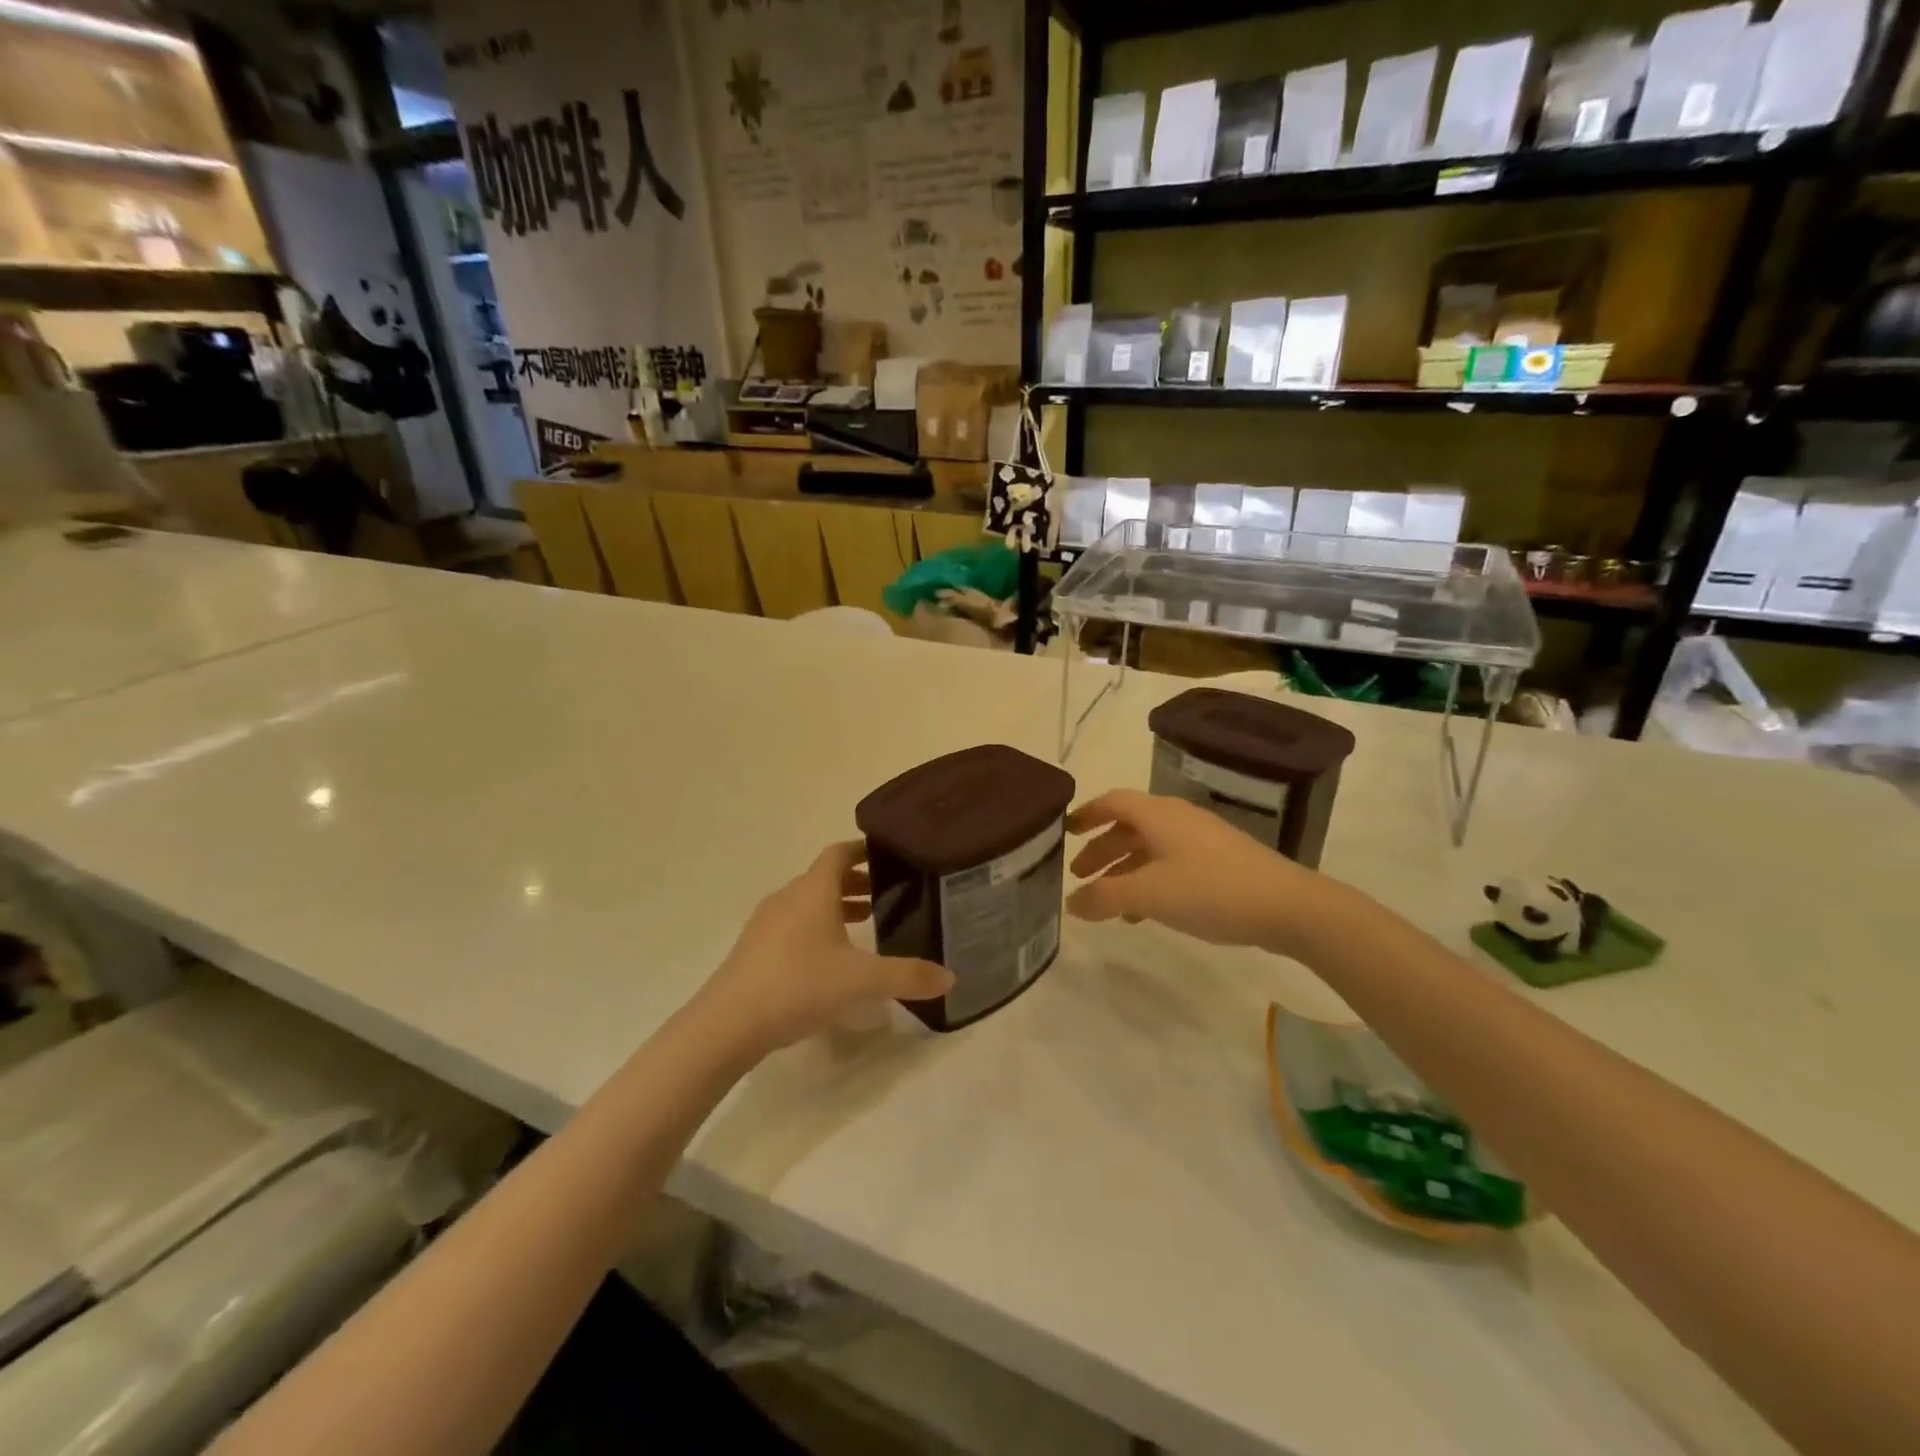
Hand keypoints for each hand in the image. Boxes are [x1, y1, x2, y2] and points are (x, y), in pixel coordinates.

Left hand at [690, 842, 952, 1060]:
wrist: (727, 1024)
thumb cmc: (798, 985)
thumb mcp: (861, 981)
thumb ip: (907, 977)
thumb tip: (950, 977)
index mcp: (813, 891)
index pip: (839, 853)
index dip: (863, 850)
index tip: (889, 855)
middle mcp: (788, 898)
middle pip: (824, 877)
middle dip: (856, 883)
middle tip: (888, 896)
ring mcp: (766, 923)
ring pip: (807, 903)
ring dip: (836, 907)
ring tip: (865, 926)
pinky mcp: (754, 949)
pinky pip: (793, 925)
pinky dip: (816, 928)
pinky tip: (830, 960)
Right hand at [1066, 789, 1342, 955]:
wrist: (1289, 907)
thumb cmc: (1210, 890)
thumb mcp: (1148, 894)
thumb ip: (1104, 896)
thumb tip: (1071, 902)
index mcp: (1158, 815)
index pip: (1112, 802)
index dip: (1086, 814)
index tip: (1064, 832)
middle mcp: (1178, 819)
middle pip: (1130, 827)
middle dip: (1101, 849)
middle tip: (1079, 875)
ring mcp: (1202, 840)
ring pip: (1151, 849)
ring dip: (1125, 870)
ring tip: (1107, 903)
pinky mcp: (1221, 863)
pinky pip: (1172, 865)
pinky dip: (1150, 882)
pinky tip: (1146, 914)